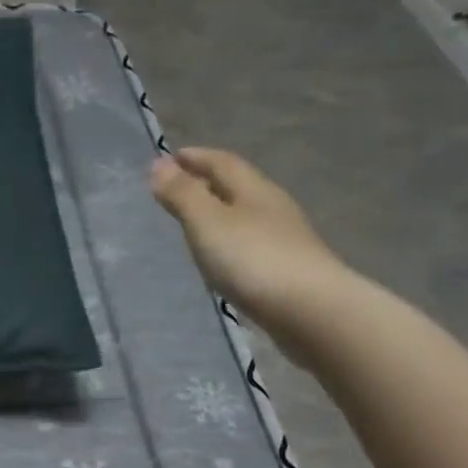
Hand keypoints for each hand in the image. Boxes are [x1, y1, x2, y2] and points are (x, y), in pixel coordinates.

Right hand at [150, 148, 352, 348]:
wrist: (309, 311)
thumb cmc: (252, 260)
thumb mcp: (208, 223)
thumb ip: (183, 195)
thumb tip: (158, 163)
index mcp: (254, 190)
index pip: (222, 163)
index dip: (196, 157)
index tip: (170, 156)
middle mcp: (272, 207)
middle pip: (237, 186)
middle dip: (208, 181)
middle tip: (179, 185)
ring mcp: (283, 239)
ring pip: (245, 214)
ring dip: (220, 211)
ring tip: (196, 221)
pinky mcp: (286, 268)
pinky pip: (251, 242)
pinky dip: (231, 239)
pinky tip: (222, 255)